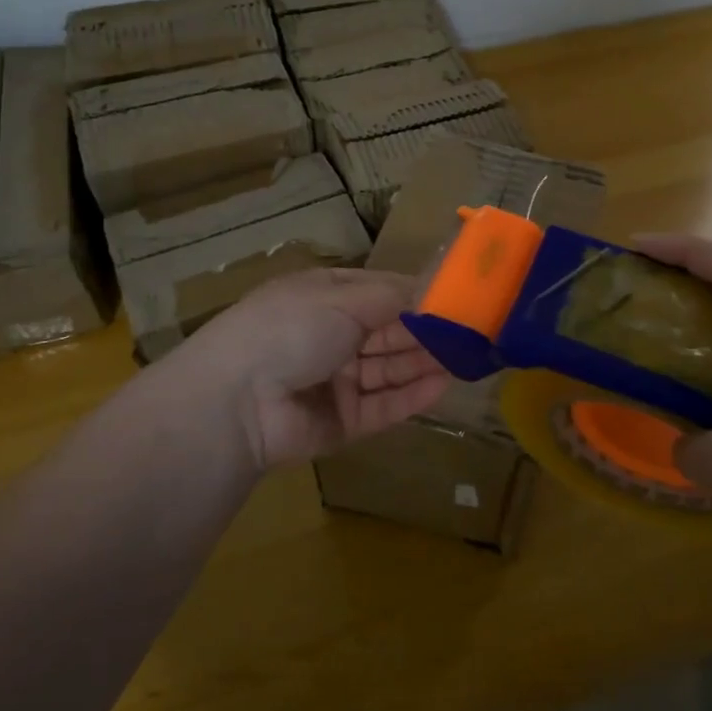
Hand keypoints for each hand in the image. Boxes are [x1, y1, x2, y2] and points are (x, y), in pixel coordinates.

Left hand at [168, 268, 451, 470]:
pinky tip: (444, 386)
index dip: (418, 295)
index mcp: (324, 298)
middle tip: (473, 332)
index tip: (458, 296)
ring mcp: (336, 381)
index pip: (381, 293)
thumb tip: (434, 288)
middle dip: (427, 332)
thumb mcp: (342, 298)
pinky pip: (383, 406)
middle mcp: (331, 337)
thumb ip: (394, 297)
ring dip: (425, 363)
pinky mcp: (342, 422)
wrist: (238, 400)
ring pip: (390, 370)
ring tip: (468, 358)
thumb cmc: (291, 328)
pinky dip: (412, 397)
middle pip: (389, 333)